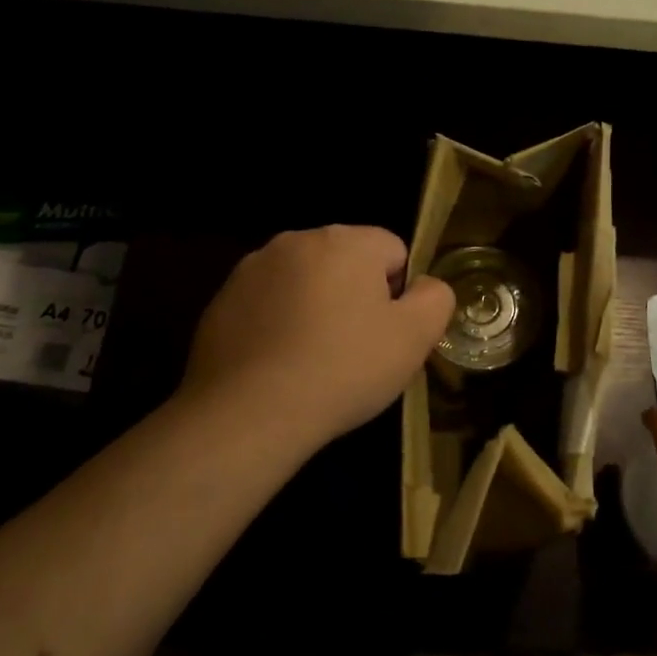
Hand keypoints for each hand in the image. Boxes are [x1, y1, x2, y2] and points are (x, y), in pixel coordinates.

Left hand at [180, 226, 454, 454]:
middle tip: (355, 349)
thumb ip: (435, 299)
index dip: (398, 293)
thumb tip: (425, 286)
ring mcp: (252, 269)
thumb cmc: (343, 369)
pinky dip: (278, 325)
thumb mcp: (415, 338)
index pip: (392, 250)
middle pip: (346, 262)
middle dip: (355, 296)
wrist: (249, 414)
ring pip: (305, 283)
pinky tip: (278, 366)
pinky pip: (267, 305)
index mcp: (345, 241)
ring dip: (315, 308)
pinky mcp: (221, 301)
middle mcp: (296, 240)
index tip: (386, 333)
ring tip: (313, 361)